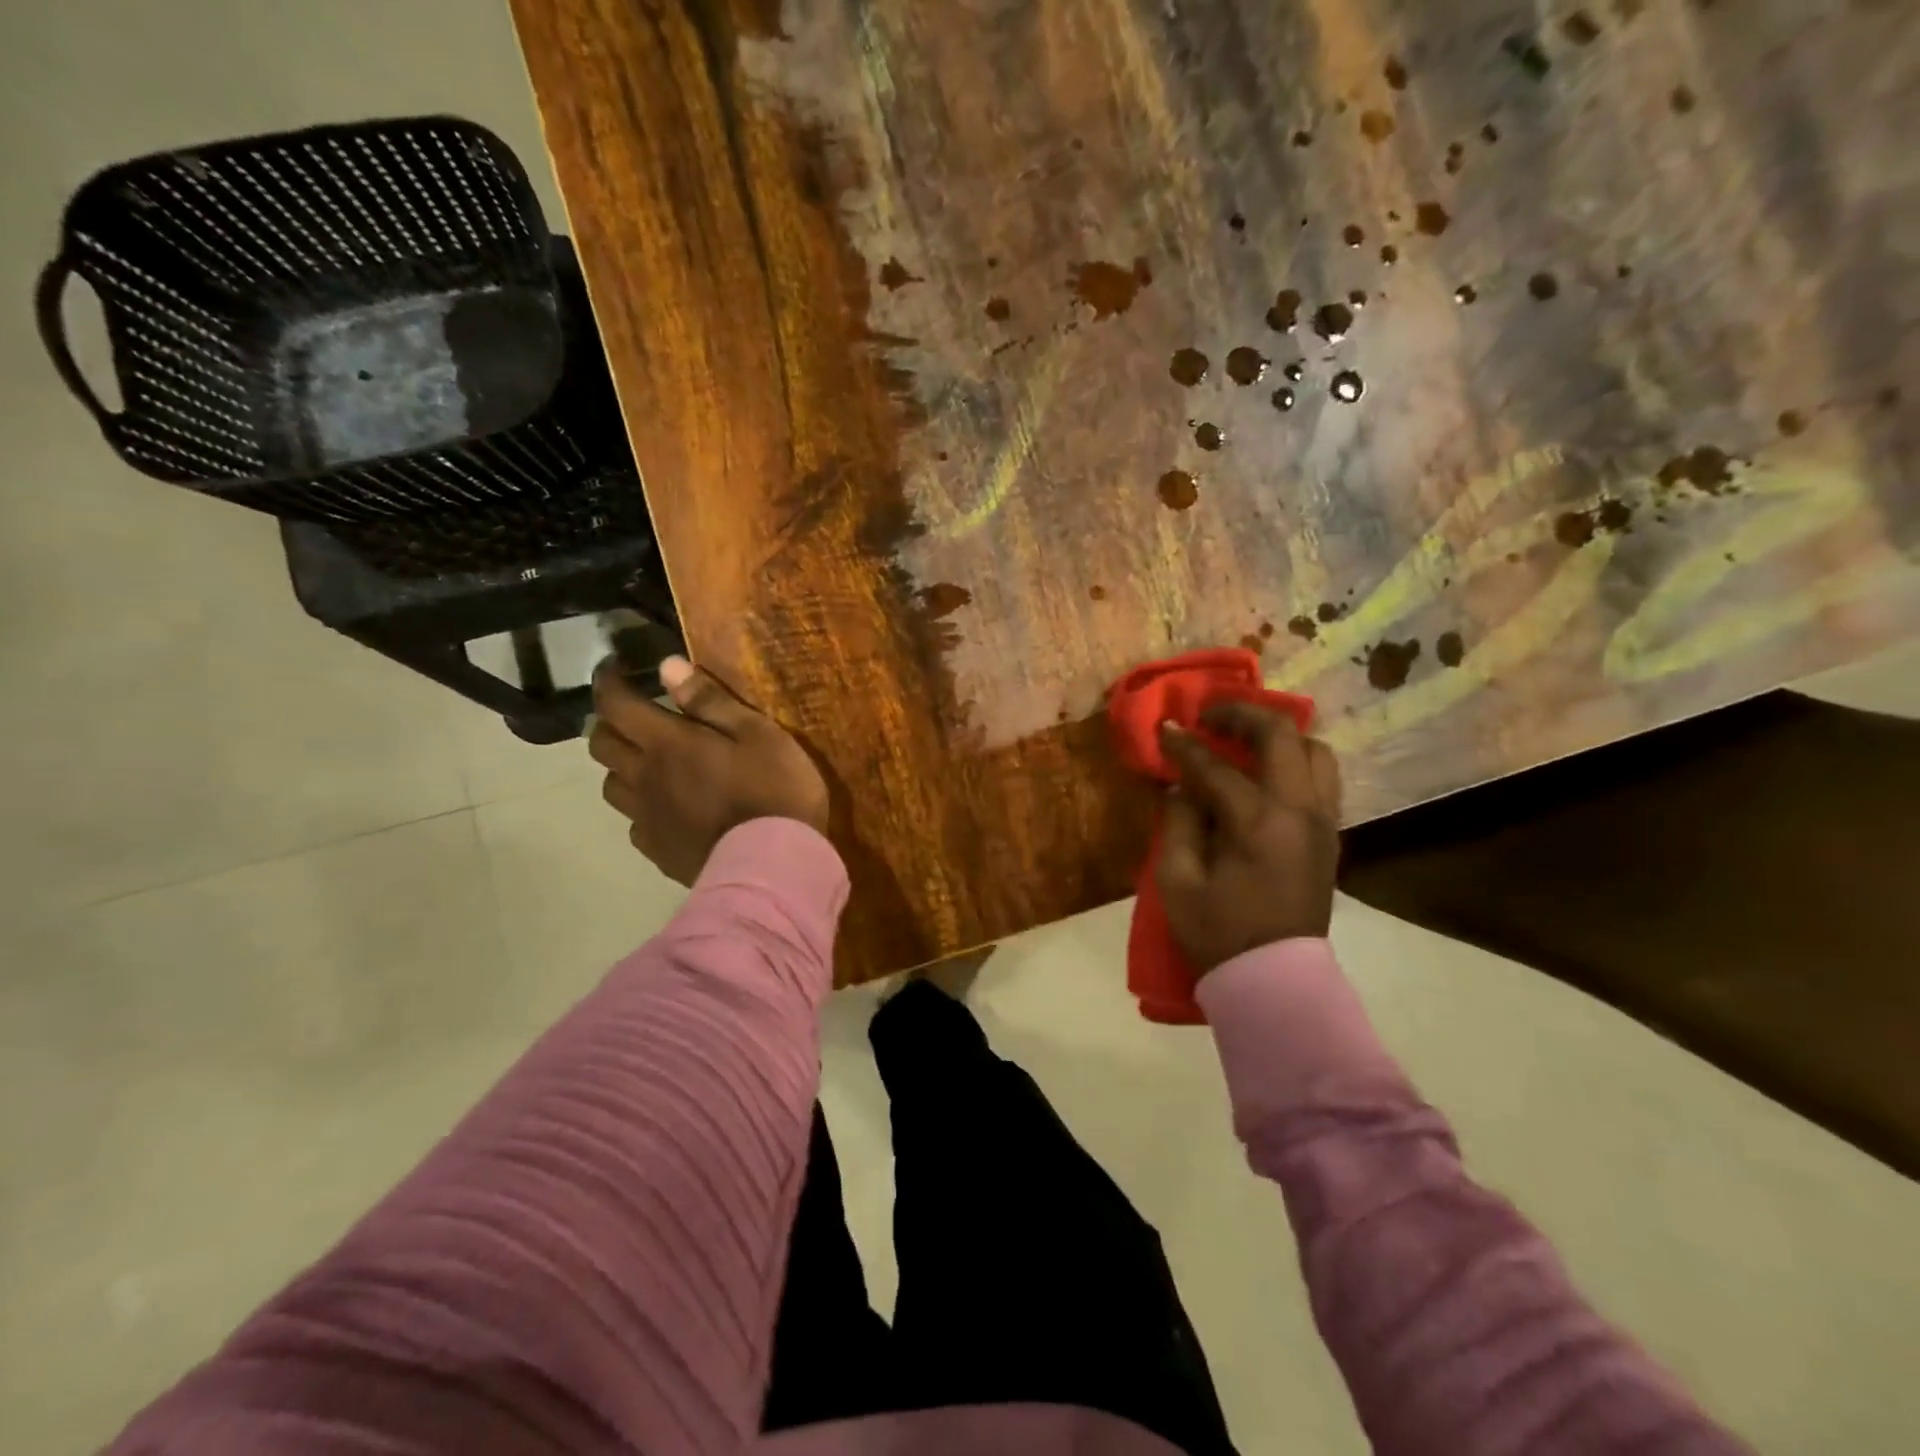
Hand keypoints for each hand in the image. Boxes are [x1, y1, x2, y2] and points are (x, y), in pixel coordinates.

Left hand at [590, 655, 829, 885]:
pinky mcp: (658, 852)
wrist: (772, 866)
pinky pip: (635, 823)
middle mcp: (644, 778)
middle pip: (601, 745)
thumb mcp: (758, 734)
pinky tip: (666, 809)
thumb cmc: (774, 790)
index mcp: (666, 743)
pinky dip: (641, 808)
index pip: (616, 705)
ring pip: (611, 785)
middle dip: (609, 722)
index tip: (613, 668)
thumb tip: (667, 666)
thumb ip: (711, 701)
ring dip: (621, 766)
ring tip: (646, 763)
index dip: (608, 682)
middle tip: (633, 715)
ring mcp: (647, 819)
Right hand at [1156, 703, 1341, 972]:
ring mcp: (1322, 821)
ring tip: (1244, 739)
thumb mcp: (1177, 880)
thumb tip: (1182, 788)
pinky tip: (1265, 772)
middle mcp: (1299, 810)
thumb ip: (1179, 822)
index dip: (1185, 744)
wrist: (1274, 979)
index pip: (1215, 767)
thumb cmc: (1218, 932)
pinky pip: (1321, 778)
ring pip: (1315, 750)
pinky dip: (1294, 761)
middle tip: (1210, 716)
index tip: (1165, 728)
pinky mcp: (1329, 835)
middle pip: (1281, 735)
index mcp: (1257, 822)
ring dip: (1278, 735)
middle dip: (1242, 715)